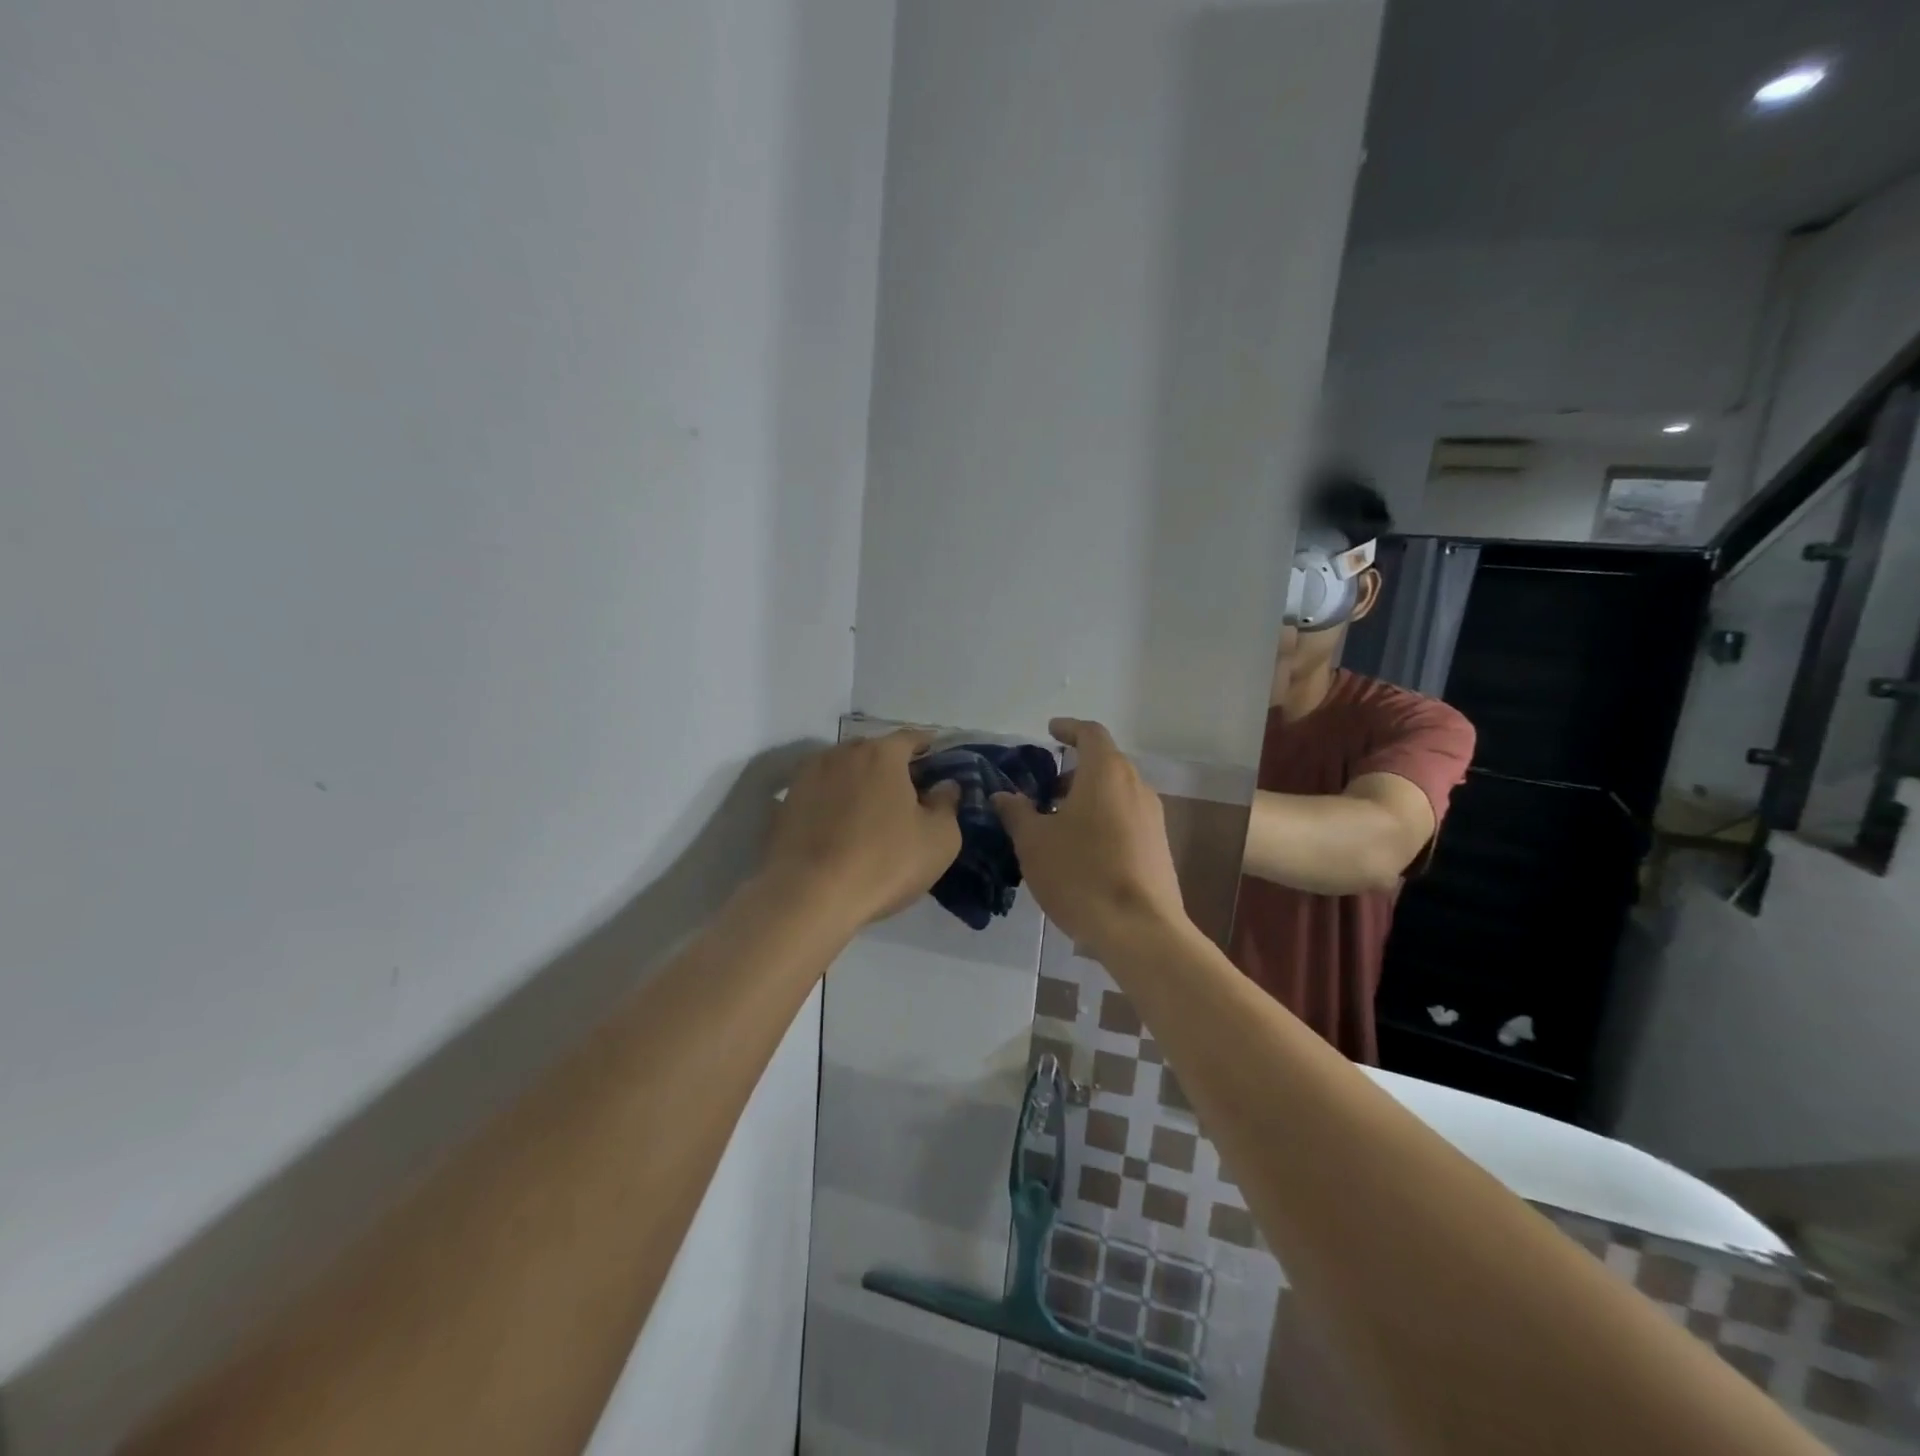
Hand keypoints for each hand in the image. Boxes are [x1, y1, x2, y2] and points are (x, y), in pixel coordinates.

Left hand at [765, 729, 961, 927]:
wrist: (808, 897)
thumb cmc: (884, 863)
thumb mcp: (939, 840)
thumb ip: (947, 804)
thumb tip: (945, 786)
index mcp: (882, 754)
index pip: (912, 738)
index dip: (928, 747)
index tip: (937, 761)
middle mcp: (841, 753)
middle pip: (874, 751)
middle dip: (893, 766)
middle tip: (908, 794)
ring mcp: (807, 776)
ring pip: (843, 770)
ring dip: (860, 783)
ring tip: (871, 811)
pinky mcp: (785, 803)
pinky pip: (820, 793)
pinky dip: (833, 802)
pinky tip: (840, 827)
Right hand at [991, 718, 1190, 955]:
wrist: (1139, 930)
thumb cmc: (1080, 874)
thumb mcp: (1034, 842)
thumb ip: (1016, 812)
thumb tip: (1003, 796)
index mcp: (1106, 773)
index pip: (1090, 734)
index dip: (1069, 729)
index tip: (1051, 731)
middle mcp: (1136, 787)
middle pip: (1106, 763)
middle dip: (1074, 770)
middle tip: (1045, 789)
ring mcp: (1153, 818)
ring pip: (1117, 793)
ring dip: (1089, 797)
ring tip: (1058, 823)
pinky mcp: (1159, 847)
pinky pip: (1127, 818)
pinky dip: (1104, 819)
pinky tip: (1083, 850)